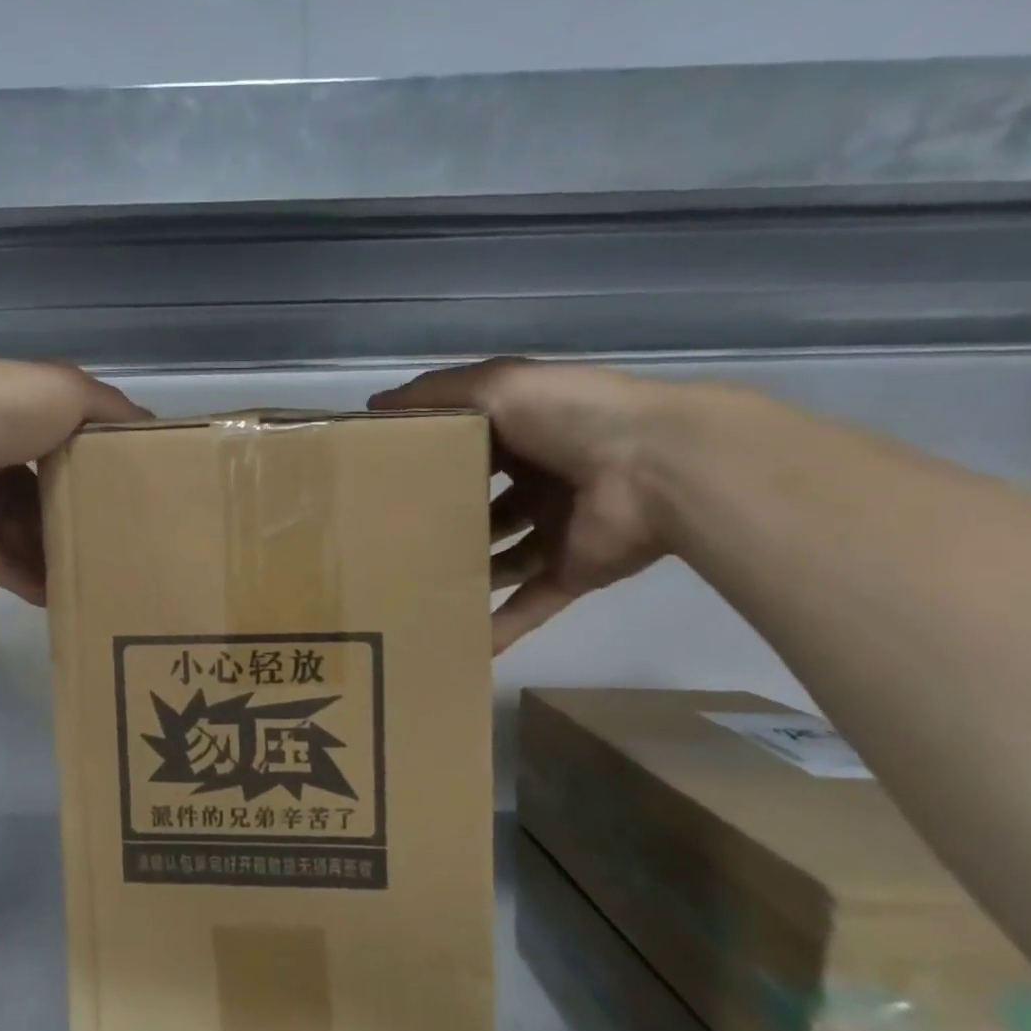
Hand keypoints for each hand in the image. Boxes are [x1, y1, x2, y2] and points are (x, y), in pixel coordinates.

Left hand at [0, 361, 147, 603]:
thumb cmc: (3, 408)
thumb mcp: (70, 390)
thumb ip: (112, 409)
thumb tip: (153, 427)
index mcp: (21, 417)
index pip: (66, 444)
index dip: (98, 465)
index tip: (136, 490)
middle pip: (49, 495)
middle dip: (82, 515)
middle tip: (126, 541)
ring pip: (29, 535)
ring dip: (61, 554)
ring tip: (107, 577)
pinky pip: (7, 567)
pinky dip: (34, 582)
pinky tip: (69, 597)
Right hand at [370, 360, 675, 651]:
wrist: (659, 466)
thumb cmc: (569, 417)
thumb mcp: (494, 386)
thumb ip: (435, 395)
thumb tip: (371, 407)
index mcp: (523, 435)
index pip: (465, 450)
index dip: (426, 464)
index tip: (380, 483)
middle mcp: (538, 482)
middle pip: (480, 508)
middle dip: (441, 524)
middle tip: (386, 545)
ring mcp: (555, 529)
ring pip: (499, 560)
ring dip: (464, 576)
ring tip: (409, 592)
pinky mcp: (572, 571)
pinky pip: (529, 605)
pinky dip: (499, 627)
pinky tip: (460, 645)